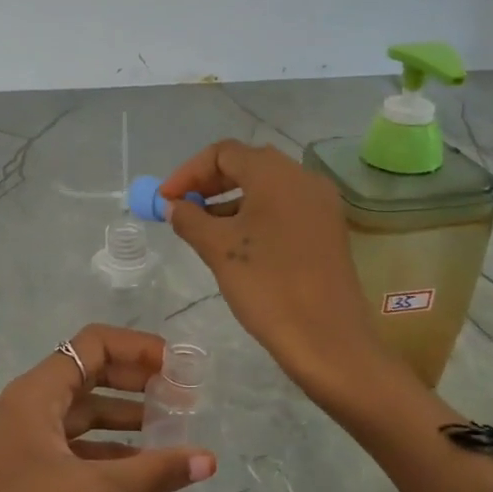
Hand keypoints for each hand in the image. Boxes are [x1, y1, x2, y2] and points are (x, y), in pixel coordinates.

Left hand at [0, 324, 216, 491]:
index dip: (137, 348)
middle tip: (181, 398)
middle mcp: (25, 407)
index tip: (177, 367)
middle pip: (88, 375)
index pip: (91, 346)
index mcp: (33, 395)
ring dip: (124, 417)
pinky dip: (106, 450)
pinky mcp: (23, 473)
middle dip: (135, 381)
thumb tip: (209, 459)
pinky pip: (72, 446)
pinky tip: (140, 467)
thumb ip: (151, 472)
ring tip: (170, 429)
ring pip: (81, 414)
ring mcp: (21, 441)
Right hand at [161, 140, 382, 403]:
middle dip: (208, 184)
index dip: (188, 172)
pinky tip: (234, 244)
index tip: (165, 200)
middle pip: (247, 165)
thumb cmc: (267, 286)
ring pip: (266, 188)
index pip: (224, 152)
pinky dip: (253, 216)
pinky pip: (283, 208)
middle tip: (180, 209)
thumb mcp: (218, 249)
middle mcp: (304, 179)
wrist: (327, 339)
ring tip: (201, 230)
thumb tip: (173, 206)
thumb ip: (190, 219)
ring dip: (229, 201)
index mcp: (277, 174)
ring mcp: (320, 205)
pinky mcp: (326, 230)